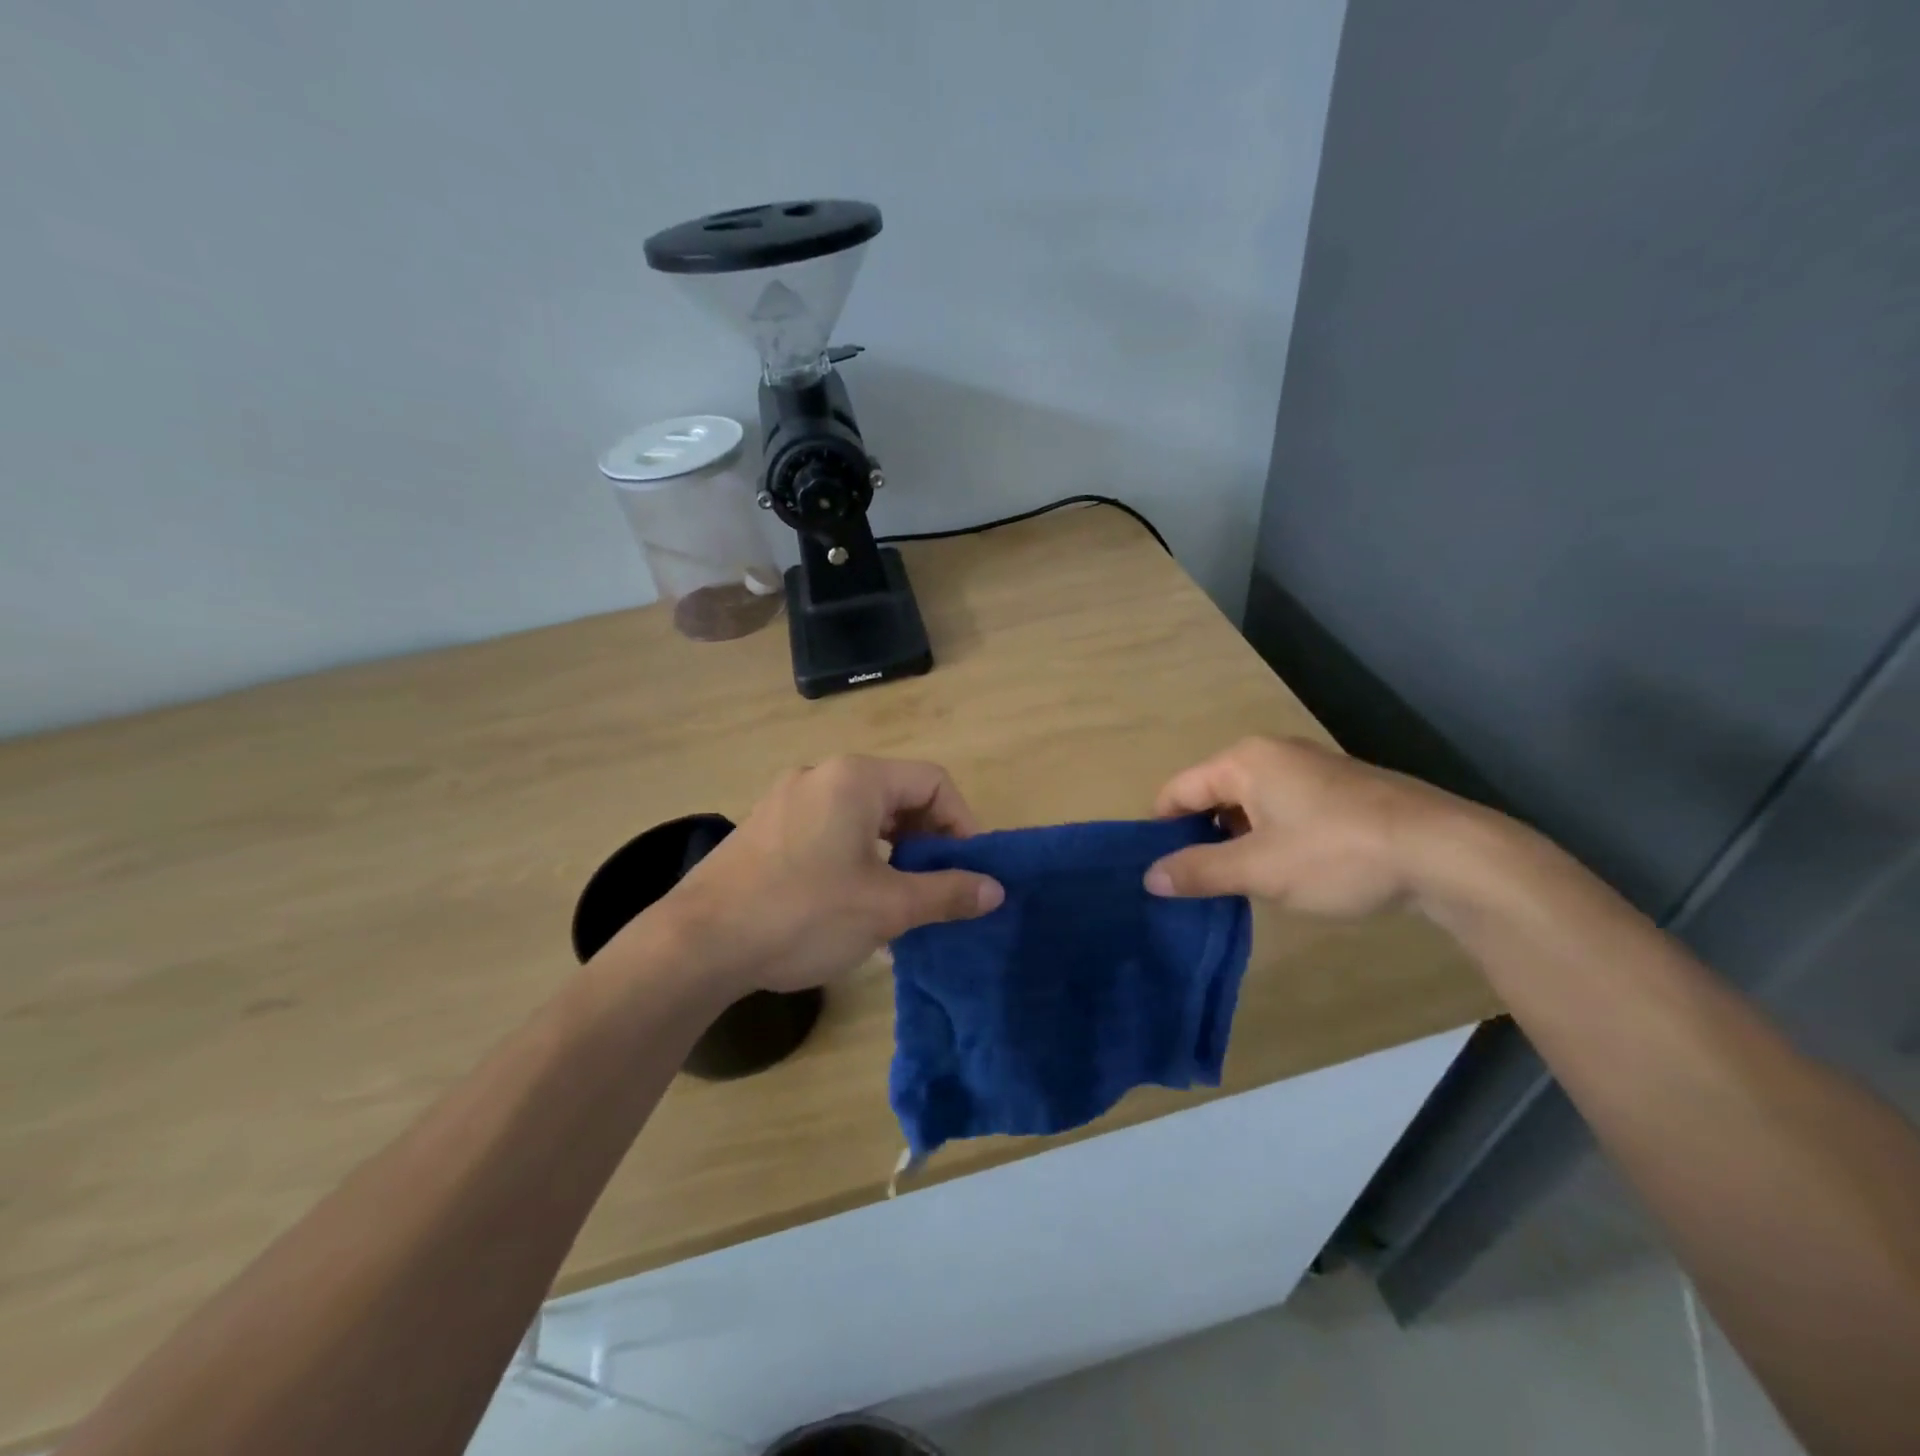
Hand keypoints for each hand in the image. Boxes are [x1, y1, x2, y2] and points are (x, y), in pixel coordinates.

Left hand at [650, 756, 1004, 995]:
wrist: (698, 944)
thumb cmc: (804, 913)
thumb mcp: (887, 906)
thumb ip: (947, 892)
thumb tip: (995, 889)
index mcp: (855, 778)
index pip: (933, 781)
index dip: (962, 822)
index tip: (968, 869)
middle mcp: (820, 775)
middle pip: (897, 795)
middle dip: (927, 839)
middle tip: (936, 886)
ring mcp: (786, 800)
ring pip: (861, 815)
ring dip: (891, 851)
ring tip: (898, 899)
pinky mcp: (764, 828)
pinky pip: (827, 830)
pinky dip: (855, 856)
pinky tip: (850, 902)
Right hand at [1144, 736, 1477, 916]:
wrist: (1446, 853)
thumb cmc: (1337, 854)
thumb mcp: (1258, 869)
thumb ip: (1199, 870)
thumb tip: (1150, 877)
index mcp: (1245, 761)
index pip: (1179, 789)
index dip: (1161, 828)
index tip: (1156, 868)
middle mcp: (1274, 754)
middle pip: (1213, 793)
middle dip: (1200, 836)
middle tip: (1196, 882)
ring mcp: (1312, 769)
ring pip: (1251, 804)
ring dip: (1237, 840)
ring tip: (1238, 883)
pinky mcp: (1342, 791)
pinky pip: (1284, 809)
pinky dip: (1271, 837)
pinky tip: (1285, 871)